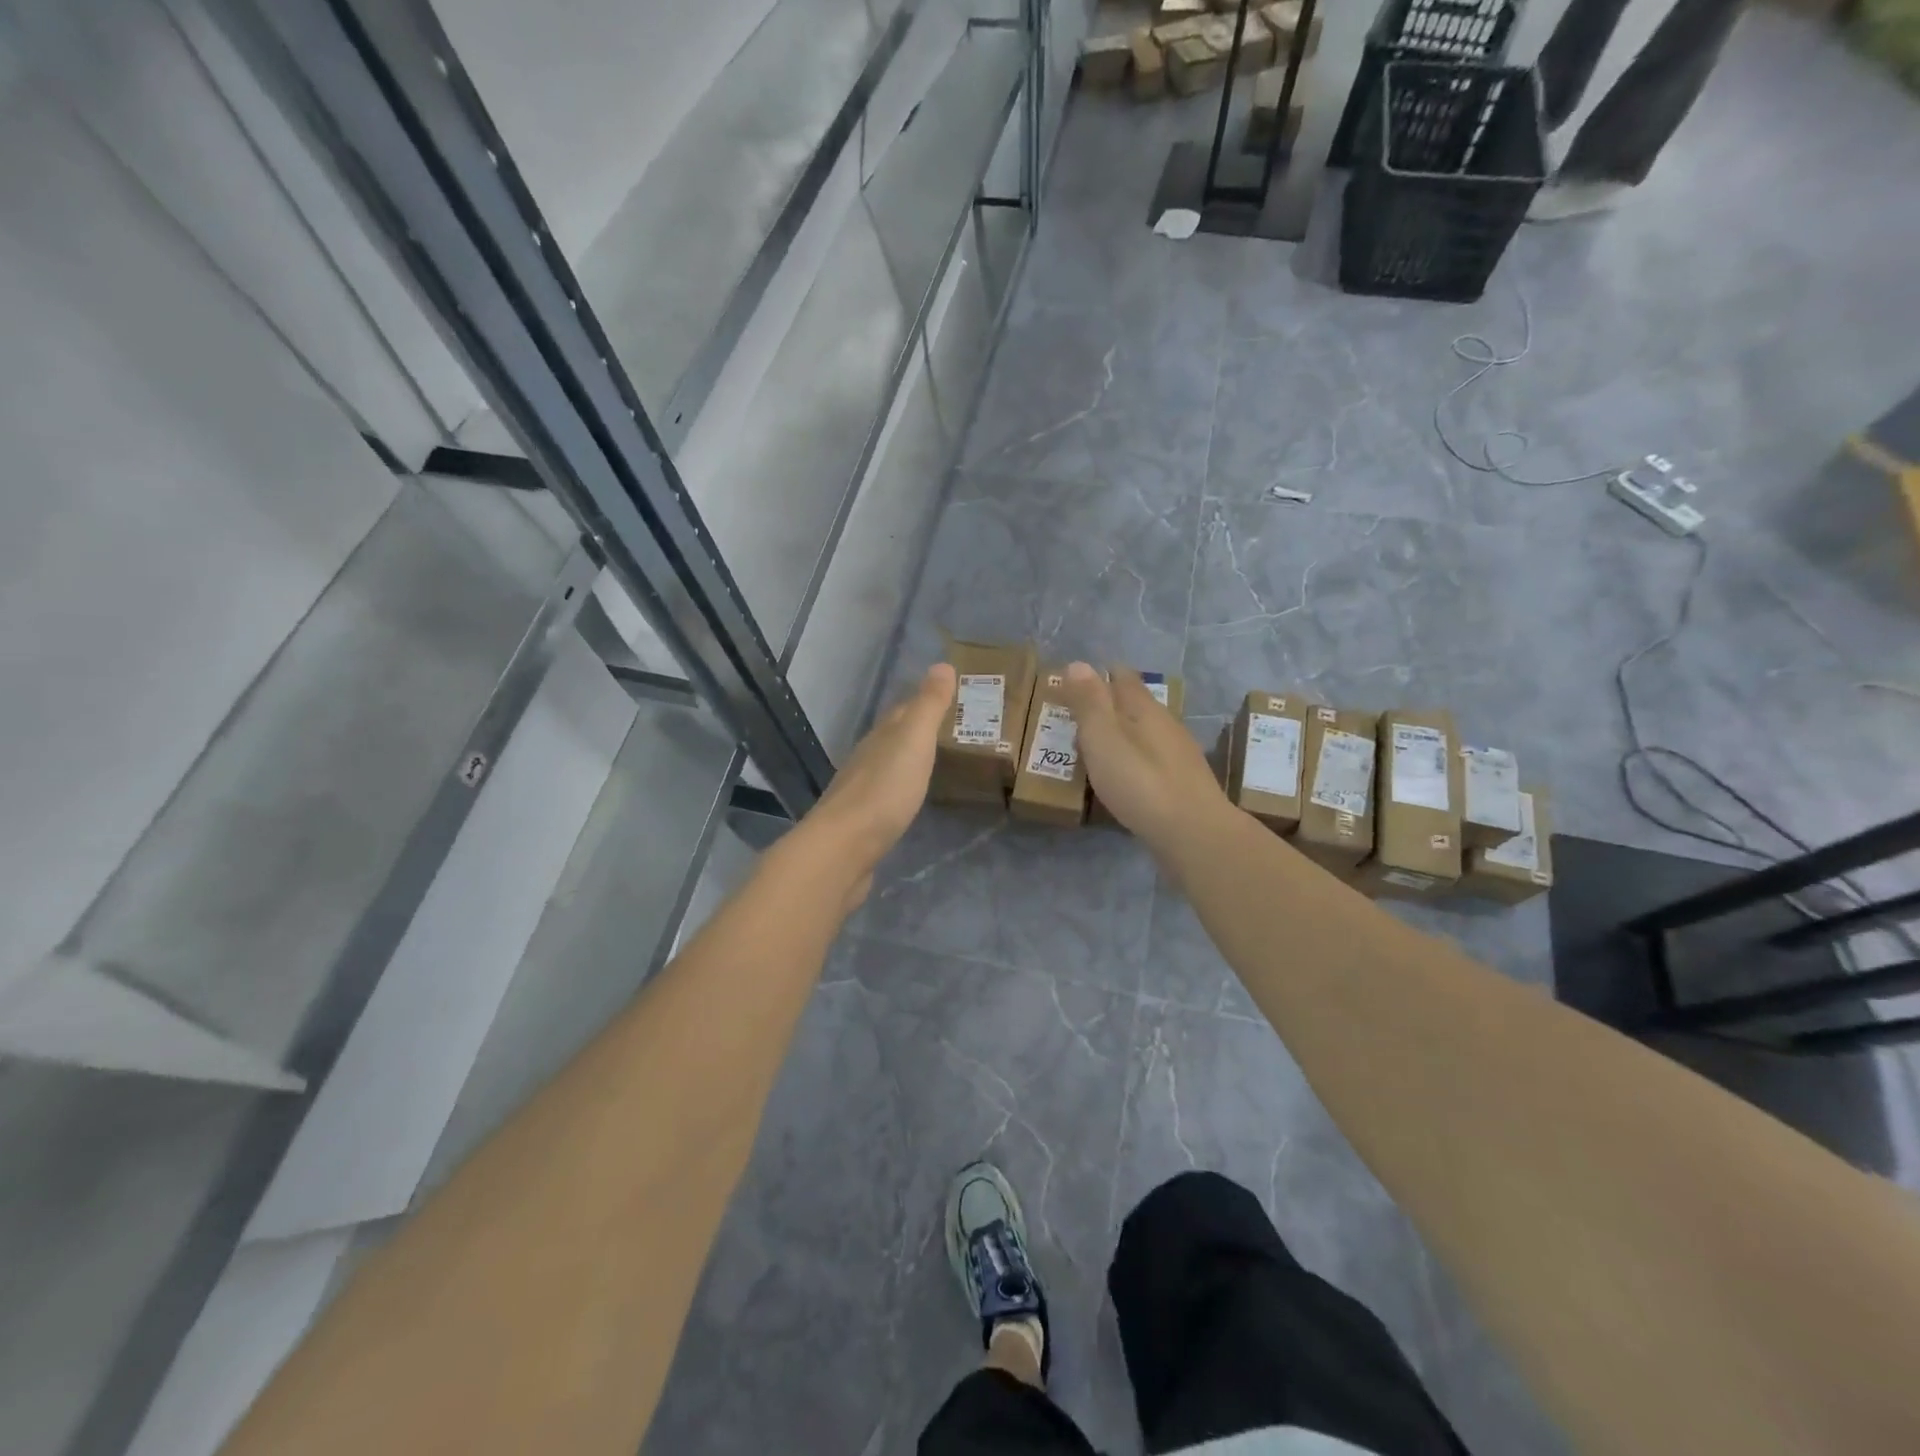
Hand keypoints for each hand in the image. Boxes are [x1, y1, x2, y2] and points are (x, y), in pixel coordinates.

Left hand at [798, 663, 956, 902]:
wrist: (844, 848)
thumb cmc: (884, 790)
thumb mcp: (913, 741)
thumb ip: (928, 706)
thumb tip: (941, 663)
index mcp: (880, 737)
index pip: (903, 710)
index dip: (924, 701)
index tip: (950, 696)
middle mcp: (867, 758)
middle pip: (894, 737)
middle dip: (917, 730)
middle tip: (950, 729)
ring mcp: (862, 792)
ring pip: (889, 766)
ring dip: (908, 760)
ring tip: (934, 761)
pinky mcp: (863, 823)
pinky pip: (887, 796)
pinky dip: (901, 789)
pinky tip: (910, 798)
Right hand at [1059, 662, 1229, 853]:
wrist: (1193, 833)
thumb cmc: (1140, 782)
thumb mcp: (1103, 738)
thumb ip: (1089, 702)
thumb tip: (1078, 663)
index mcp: (1144, 709)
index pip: (1122, 677)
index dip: (1098, 676)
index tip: (1073, 683)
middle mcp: (1165, 725)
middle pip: (1134, 705)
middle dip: (1107, 706)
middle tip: (1076, 718)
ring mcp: (1178, 755)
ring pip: (1144, 734)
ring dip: (1120, 735)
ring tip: (1094, 749)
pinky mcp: (1182, 785)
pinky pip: (1151, 761)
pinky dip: (1132, 761)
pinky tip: (1122, 778)